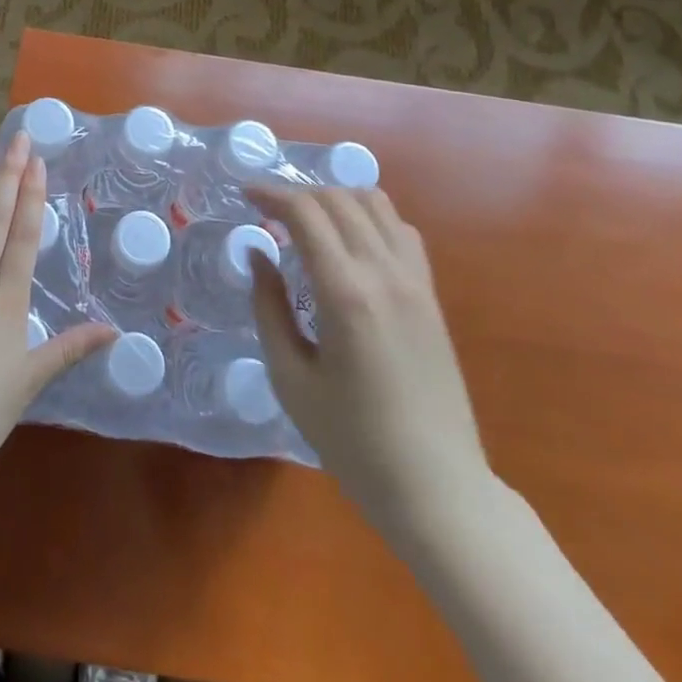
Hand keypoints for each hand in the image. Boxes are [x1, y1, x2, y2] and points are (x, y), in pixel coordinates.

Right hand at [248, 186, 492, 543]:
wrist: (437, 487)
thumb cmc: (352, 440)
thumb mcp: (291, 378)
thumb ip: (269, 308)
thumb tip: (257, 254)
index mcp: (345, 293)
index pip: (305, 213)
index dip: (271, 194)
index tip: (245, 194)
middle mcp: (384, 272)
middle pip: (338, 199)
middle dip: (298, 193)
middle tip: (268, 211)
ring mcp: (414, 280)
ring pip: (375, 204)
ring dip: (335, 198)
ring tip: (307, 219)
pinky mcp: (430, 294)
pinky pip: (401, 230)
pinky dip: (369, 217)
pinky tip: (350, 240)